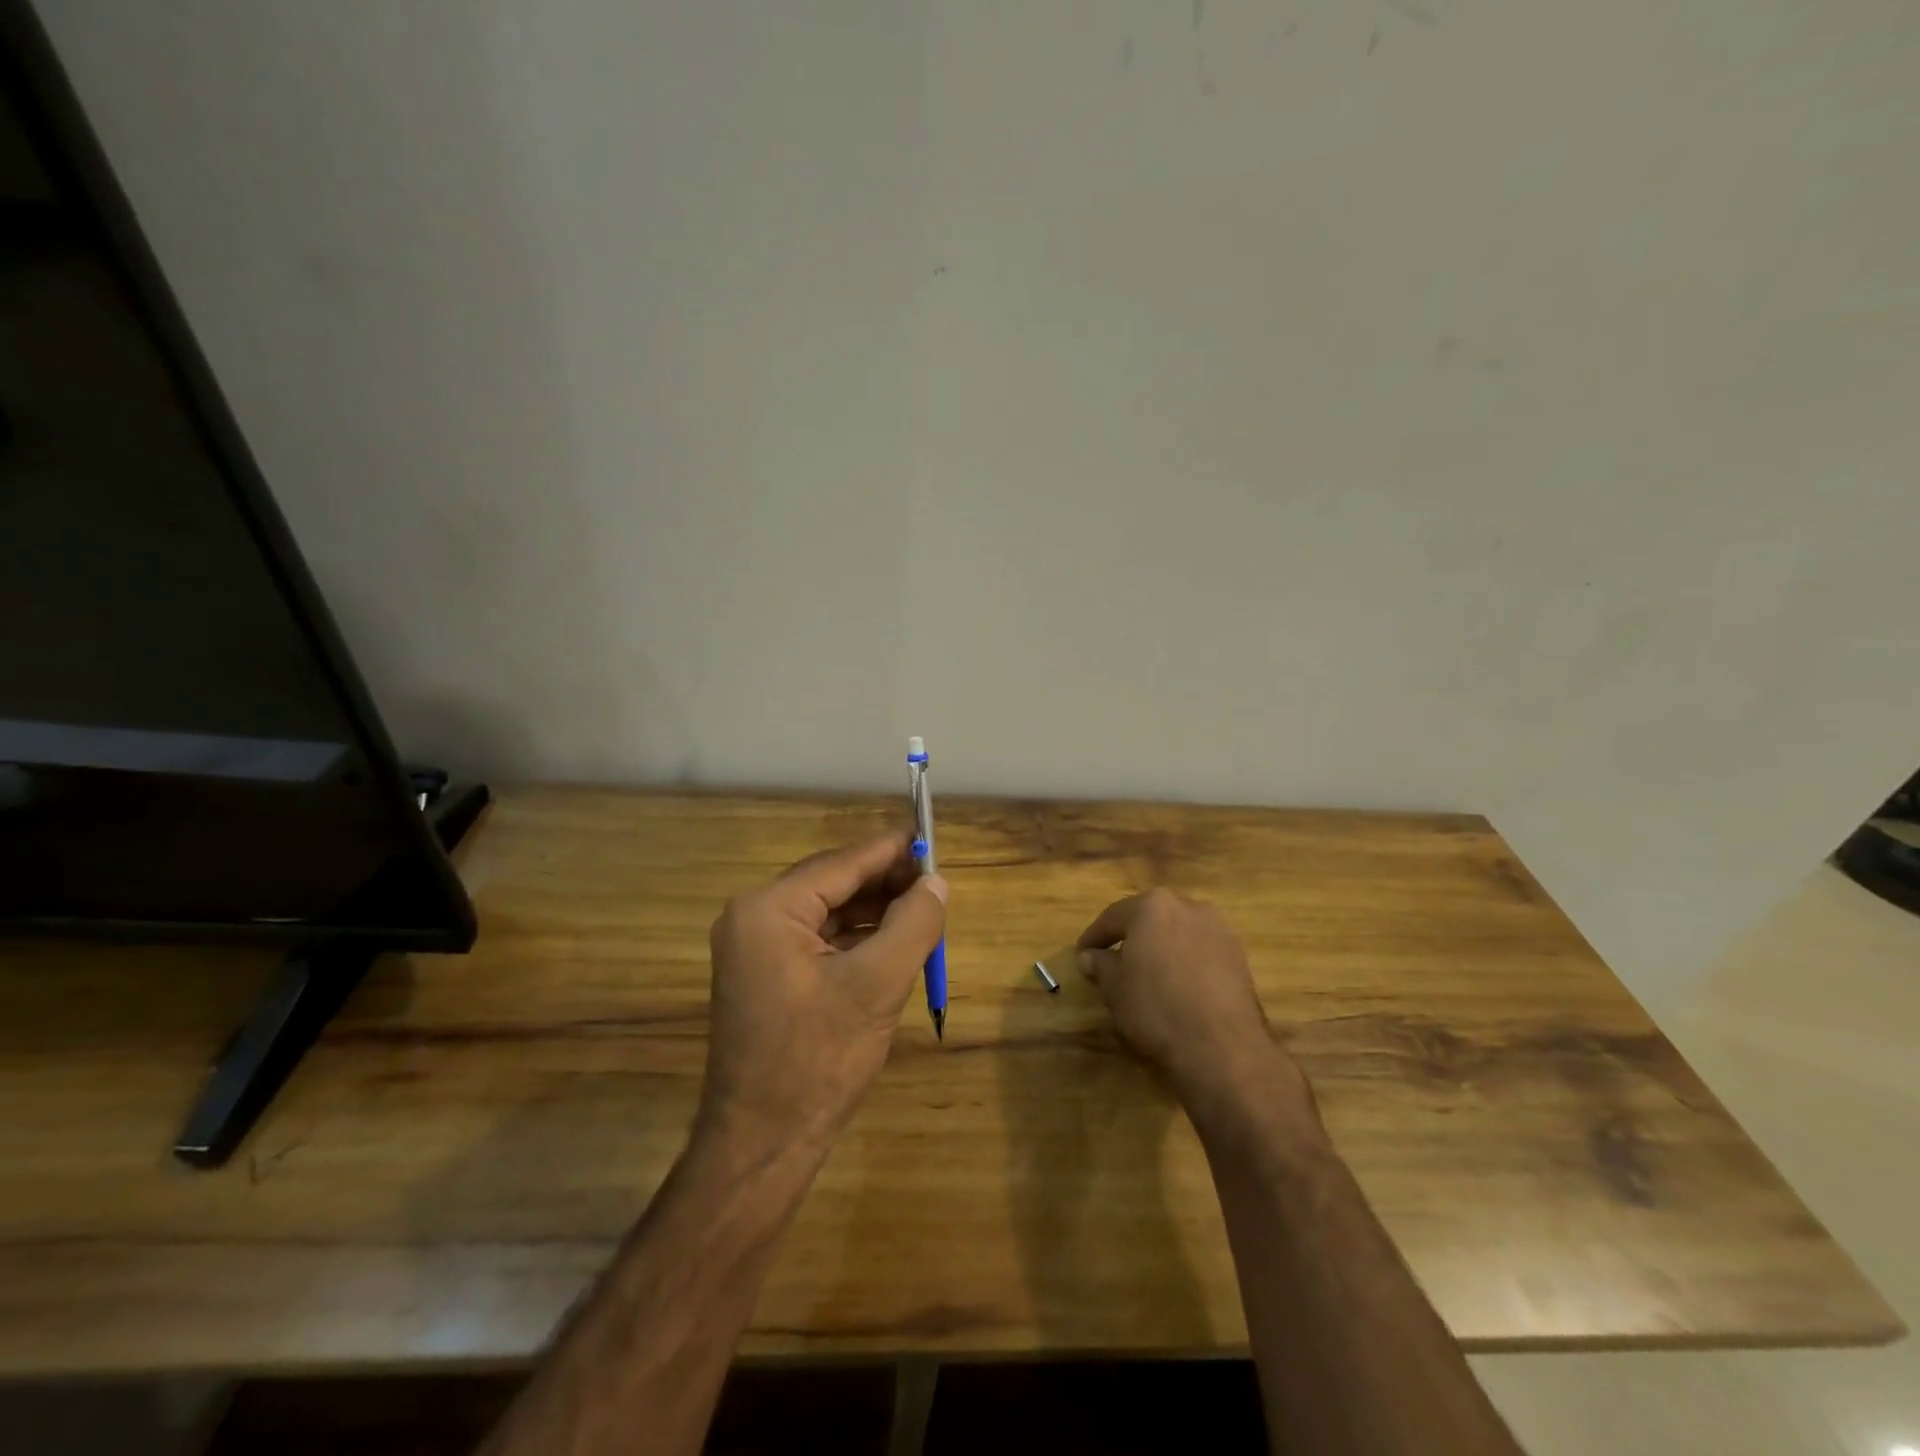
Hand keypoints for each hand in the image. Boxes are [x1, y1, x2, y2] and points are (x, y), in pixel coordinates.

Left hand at [700, 832, 946, 1155]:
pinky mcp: (767, 975)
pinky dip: (857, 937)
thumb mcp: (877, 985)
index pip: (841, 863)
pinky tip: (894, 940)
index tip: (931, 839)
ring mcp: (756, 948)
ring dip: (874, 910)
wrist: (762, 1147)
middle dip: (885, 882)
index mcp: (768, 909)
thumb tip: (937, 882)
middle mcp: (754, 918)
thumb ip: (913, 923)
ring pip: (828, 911)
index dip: (891, 851)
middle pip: (832, 883)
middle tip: (935, 881)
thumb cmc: (818, 1061)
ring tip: (924, 908)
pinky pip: (819, 939)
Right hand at [1076, 889, 1312, 1120]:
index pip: (1114, 916)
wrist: (1221, 1044)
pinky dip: (1187, 961)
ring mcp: (1218, 928)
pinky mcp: (1239, 954)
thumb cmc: (1156, 1007)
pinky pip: (1201, 950)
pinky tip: (1179, 984)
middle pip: (1150, 918)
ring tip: (1150, 973)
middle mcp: (1187, 906)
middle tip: (1115, 959)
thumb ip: (1100, 965)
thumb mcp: (1114, 988)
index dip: (1095, 936)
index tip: (1082, 953)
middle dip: (1132, 937)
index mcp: (1152, 906)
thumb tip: (1089, 956)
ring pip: (1179, 932)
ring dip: (1162, 947)